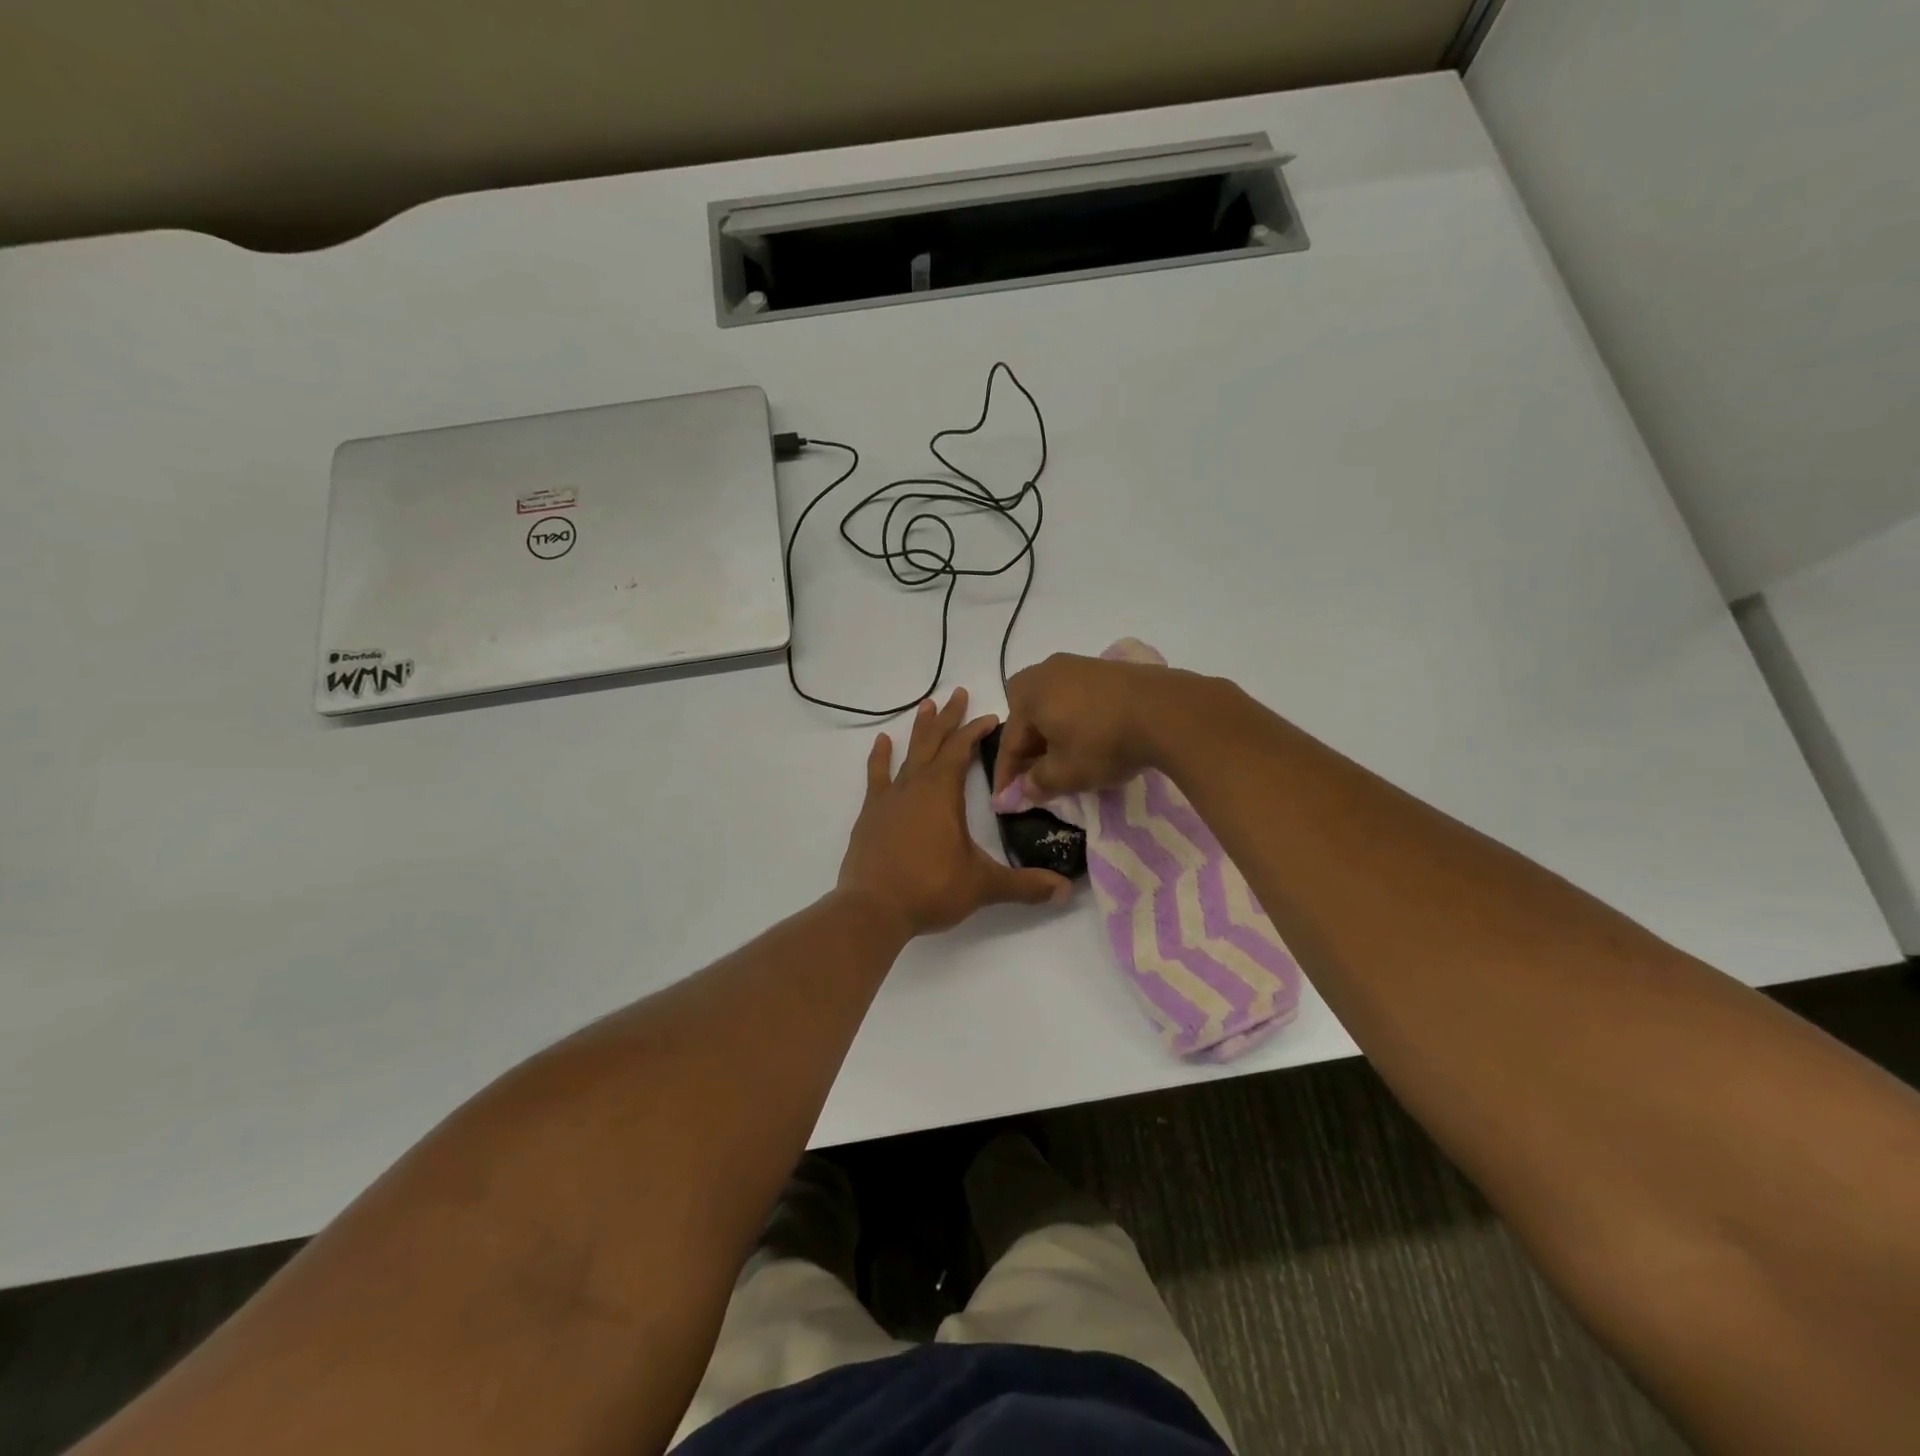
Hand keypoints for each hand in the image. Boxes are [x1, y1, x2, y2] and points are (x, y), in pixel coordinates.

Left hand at [838, 688, 1070, 936]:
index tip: (991, 717)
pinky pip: (877, 776)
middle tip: (958, 693)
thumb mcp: (983, 886)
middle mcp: (915, 786)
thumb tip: (1065, 891)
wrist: (872, 909)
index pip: (961, 749)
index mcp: (943, 793)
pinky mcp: (871, 815)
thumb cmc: (930, 889)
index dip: (975, 730)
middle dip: (949, 718)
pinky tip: (882, 741)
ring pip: (907, 753)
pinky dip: (880, 757)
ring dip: (919, 729)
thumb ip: (1025, 885)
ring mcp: (889, 798)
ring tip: (925, 704)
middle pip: (934, 742)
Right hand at [991, 652, 1205, 803]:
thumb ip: (1038, 783)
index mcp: (1028, 693)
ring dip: (1052, 732)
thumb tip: (1025, 788)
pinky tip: (1089, 737)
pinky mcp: (1106, 668)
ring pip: (1053, 705)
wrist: (1167, 711)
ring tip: (1062, 758)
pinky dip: (1075, 719)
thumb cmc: (1103, 743)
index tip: (1006, 800)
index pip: (1010, 741)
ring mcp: (1078, 665)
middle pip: (1027, 716)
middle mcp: (1047, 671)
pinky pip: (1077, 697)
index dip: (1007, 775)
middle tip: (1033, 774)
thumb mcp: (1066, 774)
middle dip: (1027, 746)